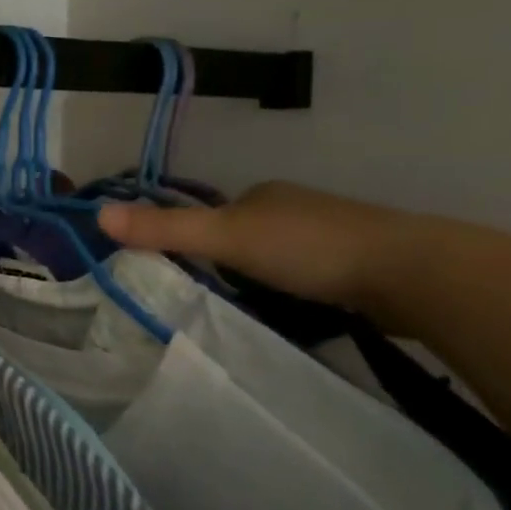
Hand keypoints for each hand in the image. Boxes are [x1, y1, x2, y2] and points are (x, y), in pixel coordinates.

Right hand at [97, 181, 421, 317]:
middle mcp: (298, 207)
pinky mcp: (366, 266)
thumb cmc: (308, 248)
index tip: (192, 274)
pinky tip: (306, 315)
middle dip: (236, 264)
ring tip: (260, 314)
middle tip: (223, 299)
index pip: (218, 214)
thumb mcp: (225, 238)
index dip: (201, 240)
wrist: (412, 273)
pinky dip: (304, 293)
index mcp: (265, 194)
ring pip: (285, 258)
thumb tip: (98, 216)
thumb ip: (165, 230)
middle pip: (250, 236)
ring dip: (270, 281)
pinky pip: (317, 278)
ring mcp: (337, 235)